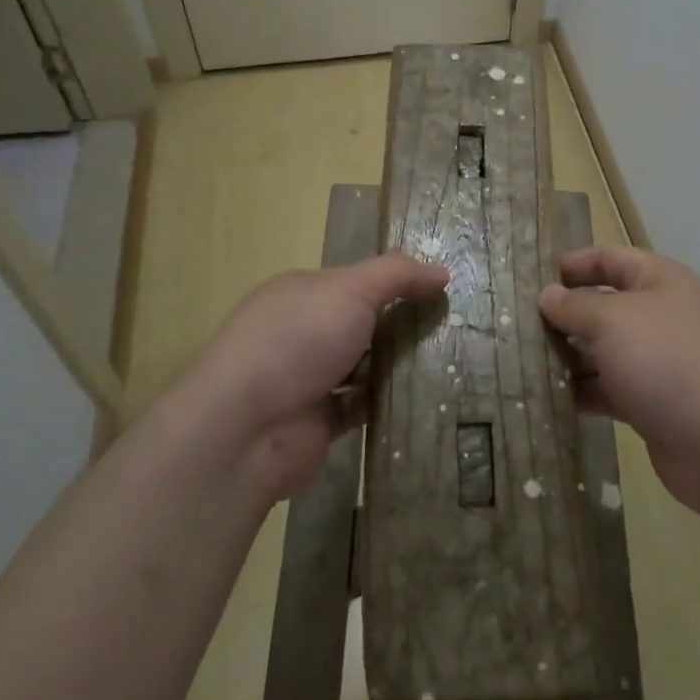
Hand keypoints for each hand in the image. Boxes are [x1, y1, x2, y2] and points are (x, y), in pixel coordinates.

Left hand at [170, 253, 448, 503]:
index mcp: (303, 293)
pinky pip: (361, 407)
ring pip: (364, 367)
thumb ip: (398, 275)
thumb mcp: (351, 289)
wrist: (246, 429)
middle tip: (454, 330)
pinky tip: (422, 399)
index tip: (440, 292)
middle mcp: (302, 332)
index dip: (396, 284)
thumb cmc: (297, 341)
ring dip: (396, 367)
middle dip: (401, 327)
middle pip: (362, 324)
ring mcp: (308, 379)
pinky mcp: (318, 422)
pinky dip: (385, 403)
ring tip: (448, 362)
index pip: (356, 282)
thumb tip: (442, 271)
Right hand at [539, 247, 699, 528]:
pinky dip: (582, 392)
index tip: (530, 278)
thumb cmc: (669, 362)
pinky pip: (609, 389)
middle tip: (514, 324)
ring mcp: (659, 363)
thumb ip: (575, 307)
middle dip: (563, 315)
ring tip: (520, 362)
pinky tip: (546, 398)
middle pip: (603, 306)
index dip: (572, 264)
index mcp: (660, 280)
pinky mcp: (653, 405)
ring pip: (603, 351)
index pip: (609, 259)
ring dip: (568, 356)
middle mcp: (661, 316)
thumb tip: (547, 296)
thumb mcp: (614, 321)